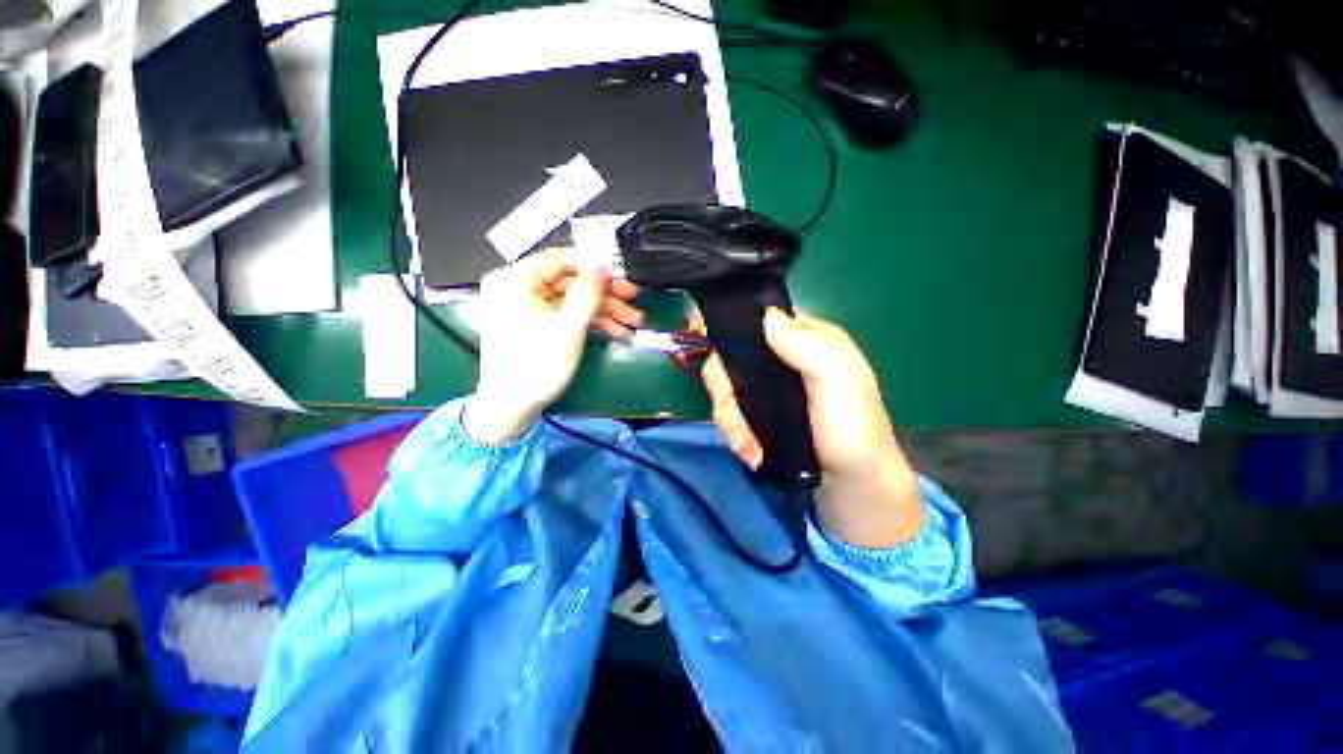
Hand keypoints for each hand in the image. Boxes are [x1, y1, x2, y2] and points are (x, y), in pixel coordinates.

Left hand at [464, 248, 642, 442]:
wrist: (512, 406)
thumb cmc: (535, 366)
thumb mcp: (568, 327)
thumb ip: (587, 292)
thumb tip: (601, 262)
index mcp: (514, 280)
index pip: (561, 259)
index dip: (594, 266)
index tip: (620, 275)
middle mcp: (516, 288)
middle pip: (570, 281)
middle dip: (605, 295)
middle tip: (632, 300)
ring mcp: (525, 307)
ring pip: (572, 299)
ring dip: (603, 310)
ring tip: (630, 321)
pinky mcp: (534, 323)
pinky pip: (565, 314)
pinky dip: (589, 321)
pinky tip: (614, 331)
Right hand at [701, 309, 924, 547]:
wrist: (853, 487)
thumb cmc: (852, 430)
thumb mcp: (838, 382)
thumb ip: (806, 345)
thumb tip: (765, 315)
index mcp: (805, 339)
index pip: (756, 320)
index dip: (729, 331)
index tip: (711, 351)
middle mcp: (783, 358)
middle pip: (729, 358)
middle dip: (724, 392)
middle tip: (733, 418)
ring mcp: (768, 389)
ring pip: (726, 390)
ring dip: (730, 420)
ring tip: (747, 448)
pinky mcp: (760, 415)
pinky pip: (731, 414)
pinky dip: (735, 433)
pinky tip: (750, 452)